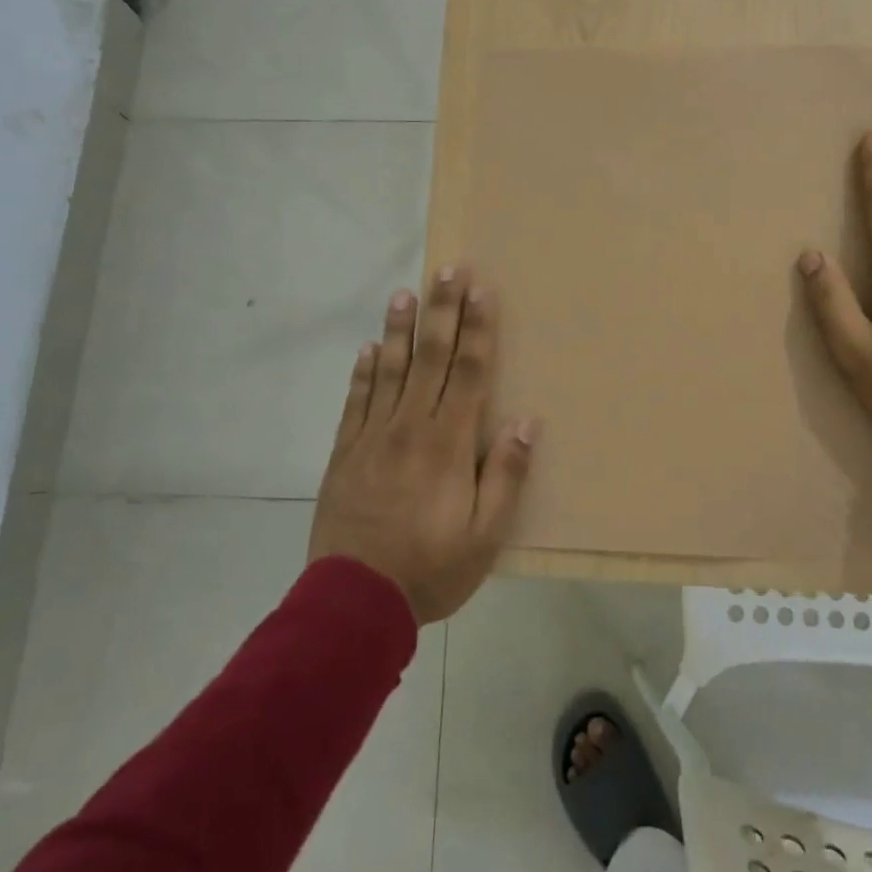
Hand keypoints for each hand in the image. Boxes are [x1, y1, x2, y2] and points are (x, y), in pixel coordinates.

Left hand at [308, 267, 539, 624]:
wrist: (353, 602)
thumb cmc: (430, 569)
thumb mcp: (485, 536)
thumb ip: (505, 476)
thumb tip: (526, 422)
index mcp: (448, 443)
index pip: (469, 373)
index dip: (478, 330)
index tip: (481, 291)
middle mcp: (411, 427)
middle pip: (430, 358)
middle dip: (442, 311)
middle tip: (448, 269)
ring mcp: (373, 437)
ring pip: (389, 370)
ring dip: (399, 330)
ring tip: (404, 294)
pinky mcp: (345, 453)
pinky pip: (355, 401)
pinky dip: (362, 372)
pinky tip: (367, 348)